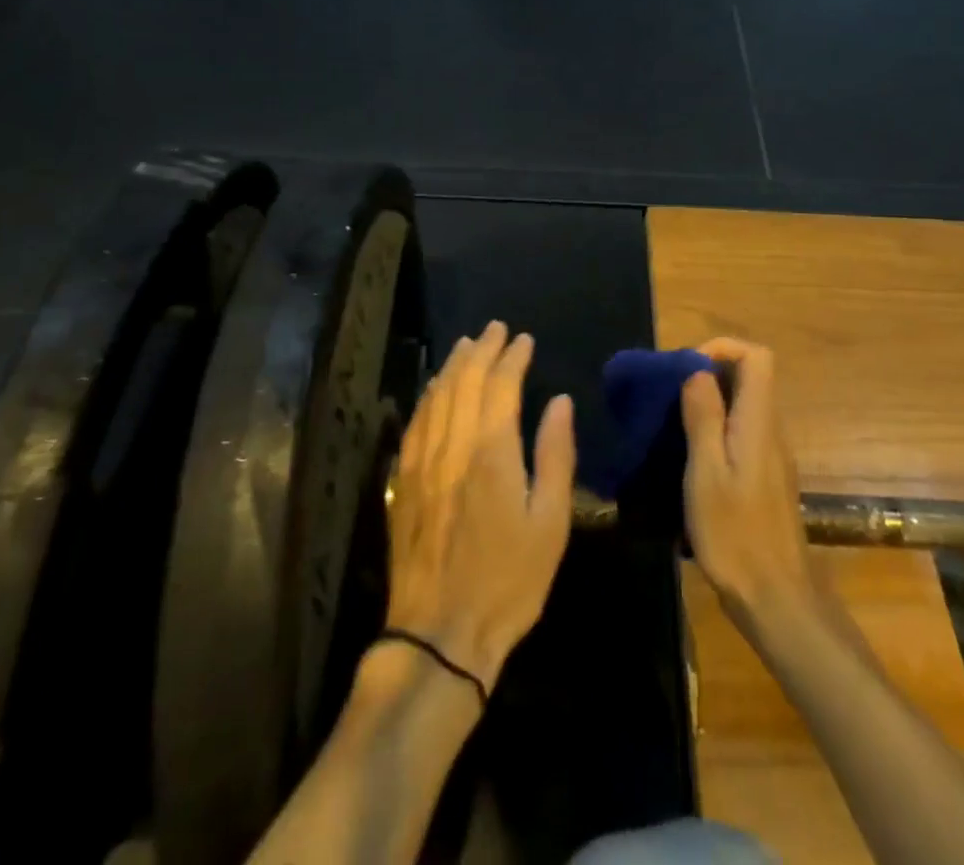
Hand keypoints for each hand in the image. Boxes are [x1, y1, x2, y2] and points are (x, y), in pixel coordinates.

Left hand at [384, 321, 576, 694]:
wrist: (439, 634)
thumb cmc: (508, 581)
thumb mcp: (550, 523)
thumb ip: (556, 455)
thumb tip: (560, 402)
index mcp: (491, 452)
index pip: (501, 385)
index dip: (513, 357)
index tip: (524, 339)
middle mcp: (452, 446)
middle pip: (464, 381)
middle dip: (482, 350)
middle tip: (495, 329)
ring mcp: (421, 463)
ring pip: (435, 397)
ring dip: (453, 366)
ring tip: (467, 346)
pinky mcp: (403, 482)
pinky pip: (415, 424)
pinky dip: (428, 397)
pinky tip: (434, 390)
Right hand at [680, 338, 814, 634]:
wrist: (776, 599)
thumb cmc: (736, 535)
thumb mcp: (707, 474)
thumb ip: (703, 418)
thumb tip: (696, 371)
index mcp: (758, 422)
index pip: (757, 357)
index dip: (722, 348)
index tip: (685, 367)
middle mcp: (771, 430)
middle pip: (750, 377)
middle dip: (708, 372)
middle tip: (669, 394)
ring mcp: (771, 455)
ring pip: (744, 404)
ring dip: (710, 400)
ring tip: (672, 421)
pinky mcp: (765, 476)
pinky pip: (742, 431)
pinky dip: (716, 427)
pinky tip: (690, 456)